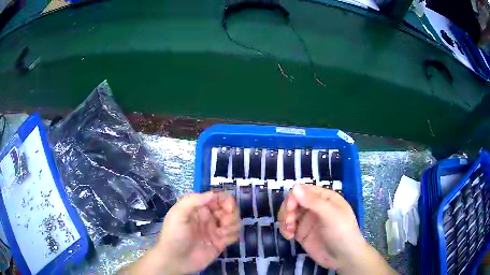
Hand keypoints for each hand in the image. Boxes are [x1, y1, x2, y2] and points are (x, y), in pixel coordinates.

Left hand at [121, 191, 239, 274]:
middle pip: (230, 208)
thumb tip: (214, 194)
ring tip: (222, 233)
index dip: (227, 200)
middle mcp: (209, 217)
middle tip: (223, 223)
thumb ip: (194, 200)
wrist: (175, 260)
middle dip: (231, 214)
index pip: (219, 197)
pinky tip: (223, 241)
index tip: (228, 209)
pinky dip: (232, 235)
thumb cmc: (174, 234)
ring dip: (232, 225)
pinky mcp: (221, 243)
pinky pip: (234, 235)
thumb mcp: (178, 214)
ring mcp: (215, 230)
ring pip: (234, 221)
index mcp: (199, 207)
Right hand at [278, 185, 395, 274]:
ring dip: (284, 220)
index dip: (294, 197)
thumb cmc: (342, 232)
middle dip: (287, 210)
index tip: (291, 209)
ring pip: (288, 213)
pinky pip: (288, 226)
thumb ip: (313, 202)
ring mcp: (307, 220)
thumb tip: (295, 186)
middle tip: (289, 222)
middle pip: (293, 201)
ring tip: (288, 232)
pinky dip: (284, 229)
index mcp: (324, 198)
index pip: (303, 190)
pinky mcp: (302, 233)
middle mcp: (314, 207)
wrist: (343, 257)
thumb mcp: (330, 215)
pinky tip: (289, 237)